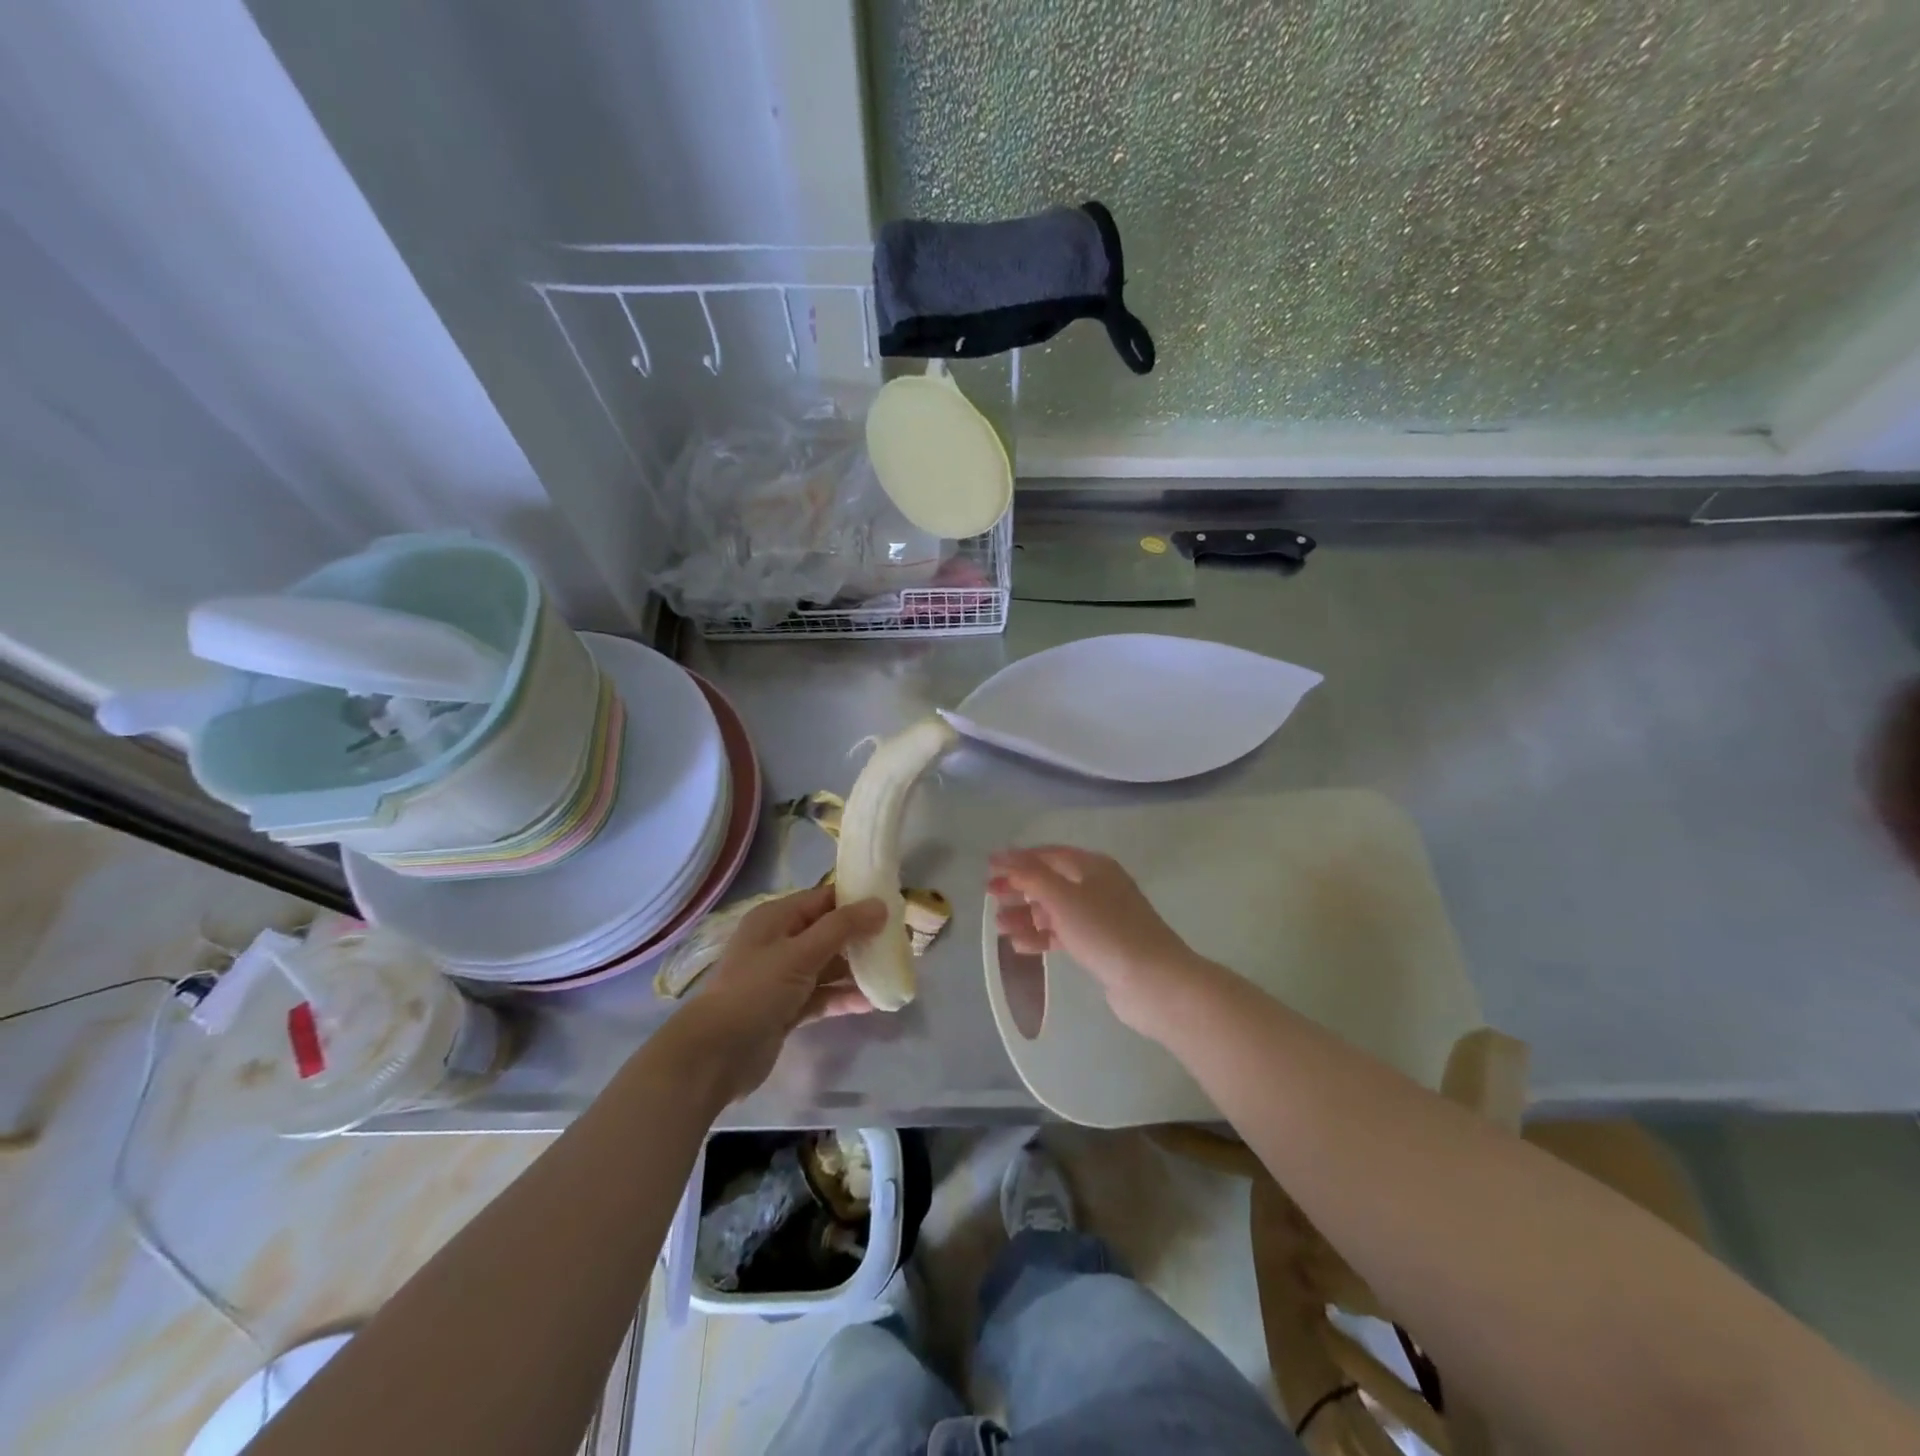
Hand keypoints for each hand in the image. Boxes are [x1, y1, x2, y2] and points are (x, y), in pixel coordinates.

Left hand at [681, 884, 886, 1101]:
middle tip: (899, 940)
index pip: (823, 899)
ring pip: (828, 965)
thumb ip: (842, 928)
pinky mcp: (787, 1008)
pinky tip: (872, 1002)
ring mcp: (783, 977)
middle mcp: (780, 942)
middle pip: (828, 932)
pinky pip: (822, 995)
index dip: (856, 900)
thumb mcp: (800, 952)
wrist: (715, 1054)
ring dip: (856, 968)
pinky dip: (843, 996)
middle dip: (861, 936)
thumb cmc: (756, 990)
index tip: (892, 905)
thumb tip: (880, 904)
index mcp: (776, 918)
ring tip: (892, 970)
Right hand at [988, 846, 1201, 1035]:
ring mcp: (1100, 917)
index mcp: (1092, 866)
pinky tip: (1020, 946)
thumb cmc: (1105, 930)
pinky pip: (1063, 934)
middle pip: (1050, 881)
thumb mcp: (1062, 897)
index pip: (1048, 854)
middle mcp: (1097, 886)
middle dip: (1019, 888)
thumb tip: (1003, 856)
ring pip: (1055, 910)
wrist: (1153, 980)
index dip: (1017, 858)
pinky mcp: (1100, 945)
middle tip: (990, 896)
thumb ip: (1030, 875)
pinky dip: (1042, 937)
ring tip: (999, 927)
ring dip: (1026, 915)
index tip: (988, 867)